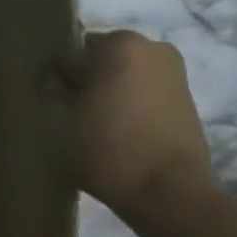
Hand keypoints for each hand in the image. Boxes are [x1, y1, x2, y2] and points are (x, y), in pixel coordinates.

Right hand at [45, 29, 216, 223]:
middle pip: (97, 59)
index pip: (68, 52)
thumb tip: (53, 80)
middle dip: (83, 81)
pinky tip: (118, 131)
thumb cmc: (107, 149)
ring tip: (93, 125)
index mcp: (119, 44)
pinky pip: (142, 90)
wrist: (168, 192)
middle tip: (70, 114)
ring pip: (121, 74)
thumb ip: (51, 90)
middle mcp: (151, 46)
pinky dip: (127, 103)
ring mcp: (174, 70)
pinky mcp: (185, 96)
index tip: (50, 104)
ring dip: (105, 92)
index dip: (55, 78)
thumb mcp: (59, 119)